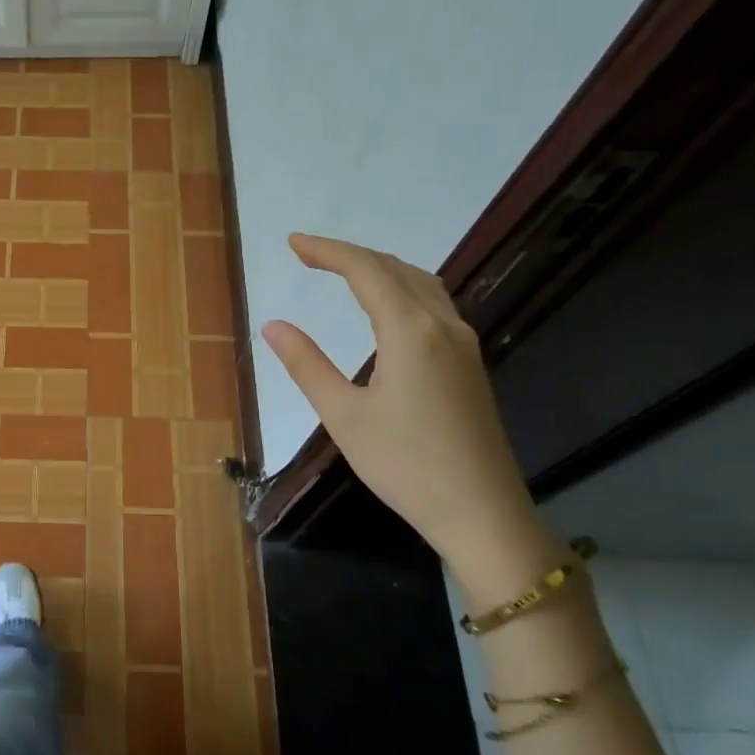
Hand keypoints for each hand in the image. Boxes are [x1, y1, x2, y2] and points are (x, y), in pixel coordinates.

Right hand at [260, 234, 554, 582]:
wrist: (481, 511)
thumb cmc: (404, 464)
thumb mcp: (343, 415)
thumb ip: (307, 364)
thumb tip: (273, 325)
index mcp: (410, 331)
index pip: (365, 271)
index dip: (328, 251)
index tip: (293, 243)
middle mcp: (442, 325)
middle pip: (395, 269)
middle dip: (350, 255)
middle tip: (307, 254)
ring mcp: (462, 343)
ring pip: (420, 283)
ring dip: (380, 268)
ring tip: (343, 270)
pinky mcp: (469, 363)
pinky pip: (434, 304)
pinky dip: (402, 288)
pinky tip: (387, 306)